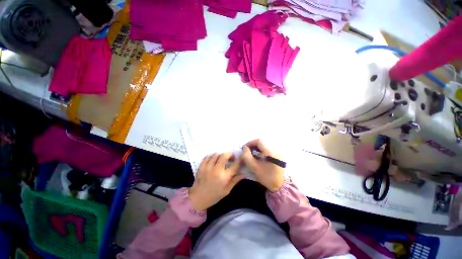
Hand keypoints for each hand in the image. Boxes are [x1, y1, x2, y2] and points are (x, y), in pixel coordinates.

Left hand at [189, 152, 243, 210]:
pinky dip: (212, 156)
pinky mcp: (201, 166)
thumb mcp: (227, 190)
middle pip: (224, 156)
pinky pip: (208, 156)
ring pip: (216, 155)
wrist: (198, 198)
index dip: (239, 160)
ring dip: (221, 155)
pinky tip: (214, 160)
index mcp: (224, 177)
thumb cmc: (214, 196)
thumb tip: (243, 174)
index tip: (240, 159)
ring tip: (222, 159)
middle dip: (230, 154)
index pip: (235, 165)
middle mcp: (216, 170)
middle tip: (231, 157)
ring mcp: (208, 167)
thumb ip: (235, 180)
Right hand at [242, 139, 283, 191]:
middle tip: (247, 152)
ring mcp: (277, 152)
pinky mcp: (278, 155)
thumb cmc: (266, 177)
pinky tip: (258, 157)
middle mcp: (275, 149)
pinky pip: (267, 149)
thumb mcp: (254, 167)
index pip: (259, 141)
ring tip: (252, 155)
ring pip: (264, 146)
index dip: (250, 143)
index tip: (245, 148)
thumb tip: (245, 148)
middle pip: (262, 143)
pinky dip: (261, 151)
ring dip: (257, 148)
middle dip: (253, 146)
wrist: (280, 185)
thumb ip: (247, 156)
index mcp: (269, 152)